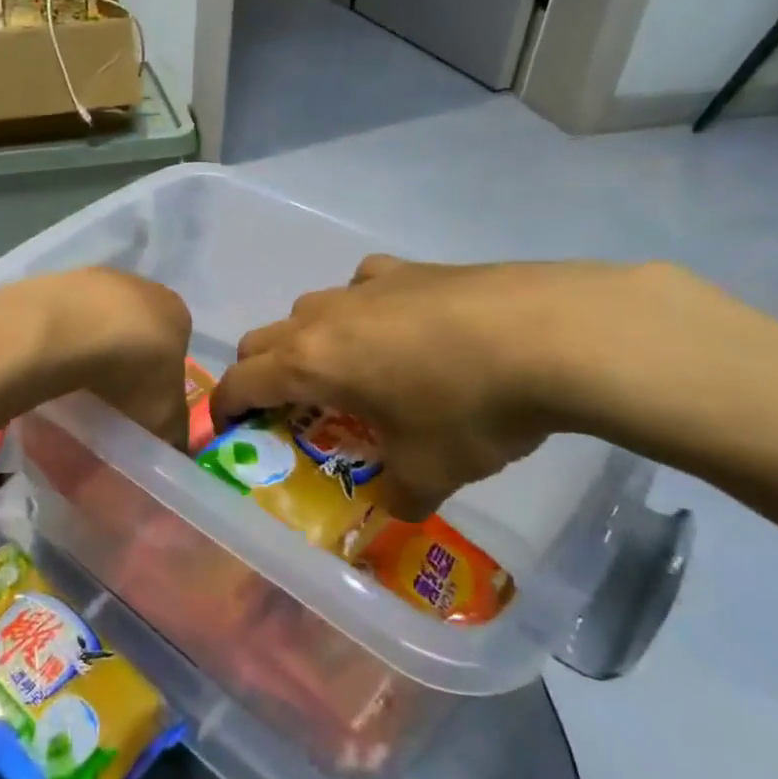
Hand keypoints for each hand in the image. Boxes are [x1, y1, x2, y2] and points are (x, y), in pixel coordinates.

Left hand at [16, 268, 193, 447]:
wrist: (68, 332)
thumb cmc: (130, 374)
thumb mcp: (163, 419)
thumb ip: (174, 434)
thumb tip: (176, 448)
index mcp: (178, 314)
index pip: (175, 349)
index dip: (158, 380)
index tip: (140, 406)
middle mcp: (143, 286)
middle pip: (137, 329)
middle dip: (124, 359)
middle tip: (106, 396)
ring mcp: (97, 278)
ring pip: (98, 319)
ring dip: (90, 345)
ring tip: (74, 381)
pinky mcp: (57, 279)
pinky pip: (64, 316)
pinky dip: (60, 336)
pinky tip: (50, 359)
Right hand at [212, 255, 661, 510]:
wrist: (552, 334)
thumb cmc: (469, 408)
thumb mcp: (431, 471)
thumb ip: (399, 495)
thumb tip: (393, 510)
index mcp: (310, 363)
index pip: (240, 382)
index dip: (225, 408)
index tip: (228, 430)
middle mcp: (323, 318)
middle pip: (263, 340)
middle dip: (262, 375)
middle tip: (289, 409)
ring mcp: (365, 286)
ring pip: (310, 311)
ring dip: (309, 342)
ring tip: (349, 371)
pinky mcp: (407, 268)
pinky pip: (361, 287)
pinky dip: (361, 309)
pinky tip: (398, 327)